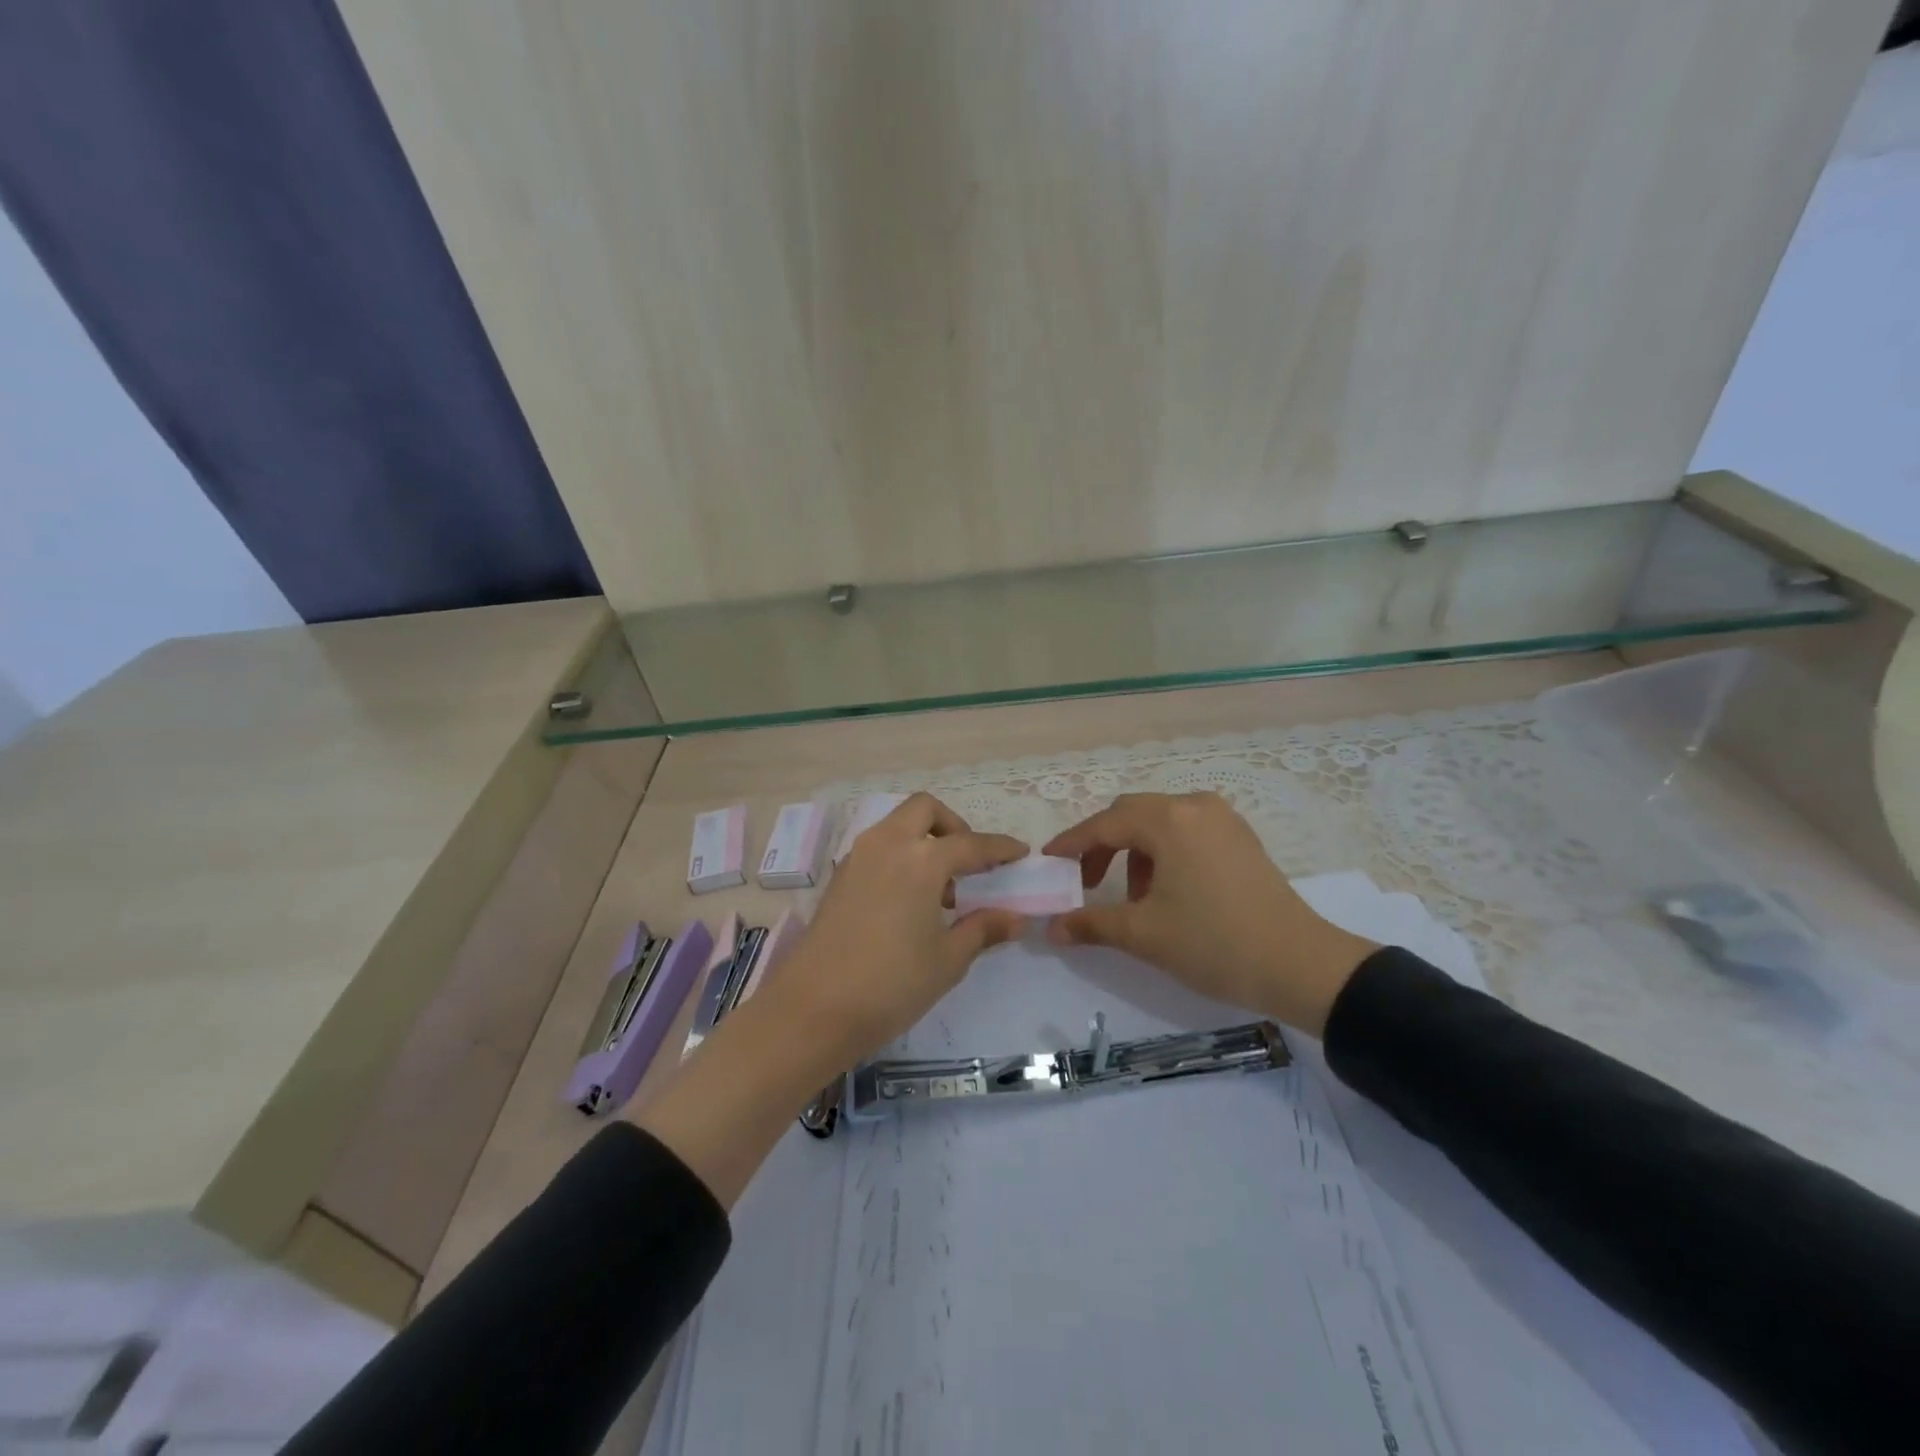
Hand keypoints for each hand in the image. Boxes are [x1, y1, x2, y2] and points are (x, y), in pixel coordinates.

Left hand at [764, 793, 1027, 1072]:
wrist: (813, 1009)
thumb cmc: (891, 984)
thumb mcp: (947, 960)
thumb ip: (982, 929)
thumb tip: (1015, 918)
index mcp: (921, 860)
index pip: (971, 844)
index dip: (999, 848)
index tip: (1020, 853)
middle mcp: (888, 845)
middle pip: (925, 810)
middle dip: (953, 826)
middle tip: (970, 863)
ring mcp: (858, 858)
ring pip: (897, 825)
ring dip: (924, 840)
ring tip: (940, 891)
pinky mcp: (840, 877)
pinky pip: (878, 847)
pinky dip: (900, 856)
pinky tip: (908, 901)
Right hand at [1042, 792, 1376, 1034]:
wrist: (1300, 965)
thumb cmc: (1214, 943)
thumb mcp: (1144, 935)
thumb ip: (1091, 923)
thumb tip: (1052, 928)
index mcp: (1169, 821)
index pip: (1105, 824)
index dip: (1072, 843)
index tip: (1048, 862)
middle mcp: (1194, 806)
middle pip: (1132, 815)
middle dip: (1102, 845)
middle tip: (1086, 882)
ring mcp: (1222, 819)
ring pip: (1160, 823)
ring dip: (1135, 851)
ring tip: (1133, 897)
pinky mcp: (1240, 837)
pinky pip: (1186, 831)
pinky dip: (1164, 852)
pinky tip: (1167, 890)